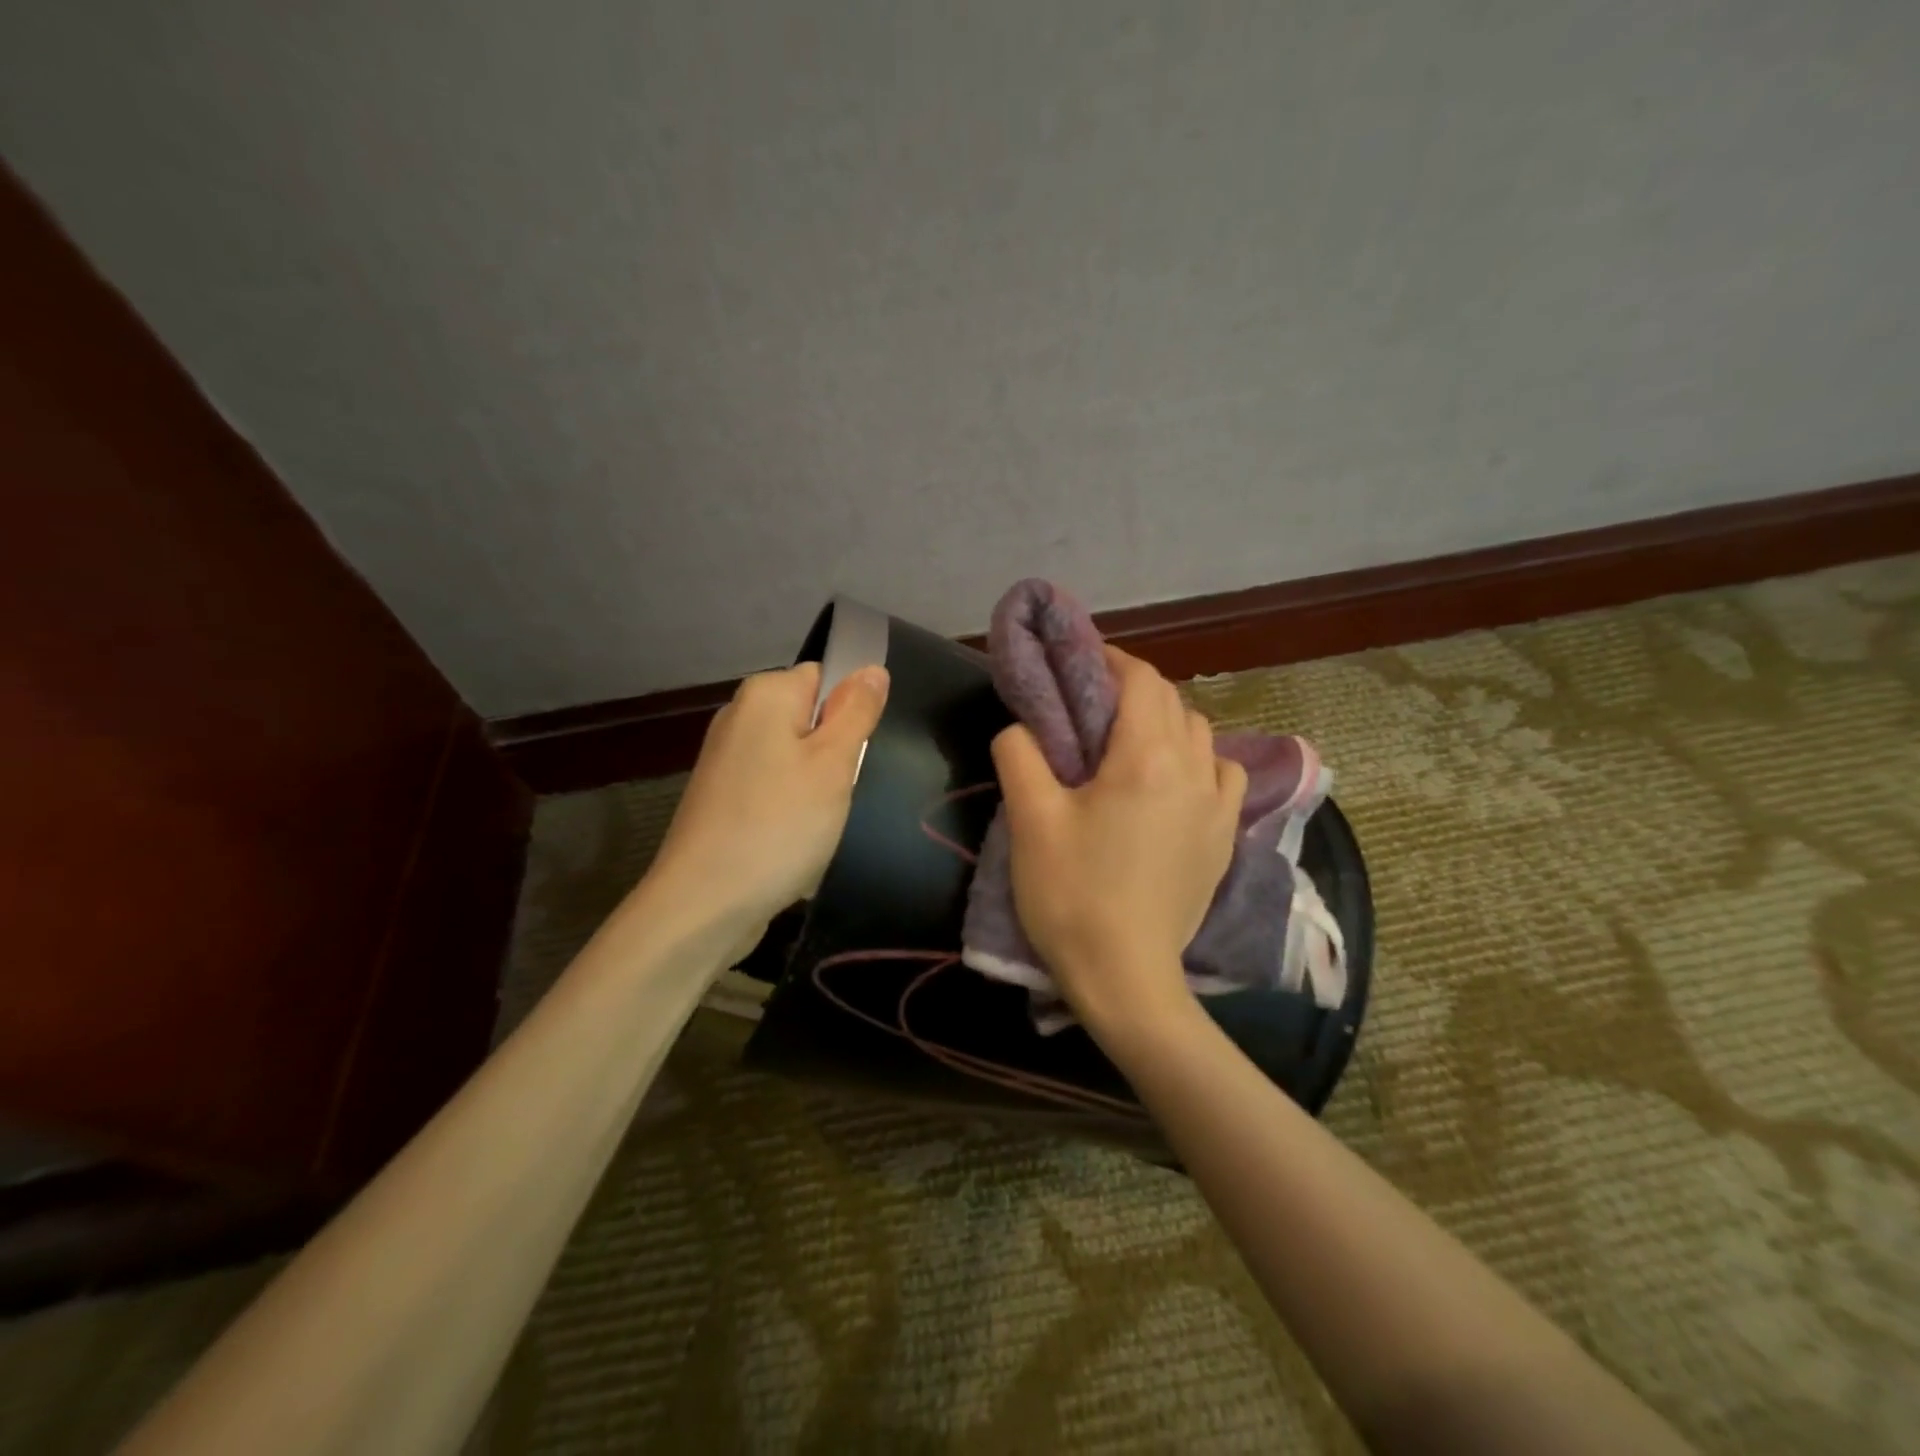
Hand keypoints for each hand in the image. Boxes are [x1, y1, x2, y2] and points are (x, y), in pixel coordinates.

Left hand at [645, 661, 888, 940]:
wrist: (703, 904)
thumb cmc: (779, 825)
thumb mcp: (834, 764)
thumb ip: (856, 711)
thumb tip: (873, 668)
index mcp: (764, 695)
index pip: (826, 676)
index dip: (849, 712)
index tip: (855, 755)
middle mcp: (739, 716)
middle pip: (811, 719)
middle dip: (834, 755)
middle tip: (839, 792)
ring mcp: (726, 759)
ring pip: (796, 760)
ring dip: (816, 789)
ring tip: (817, 824)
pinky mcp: (721, 798)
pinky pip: (774, 790)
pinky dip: (790, 812)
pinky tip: (792, 843)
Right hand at [992, 647, 1245, 1036]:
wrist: (1125, 976)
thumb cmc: (1072, 894)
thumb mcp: (1030, 819)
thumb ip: (1020, 753)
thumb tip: (1022, 727)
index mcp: (1147, 757)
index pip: (1141, 680)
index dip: (1110, 660)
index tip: (1079, 663)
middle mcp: (1194, 770)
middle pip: (1172, 702)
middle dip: (1133, 689)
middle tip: (1091, 705)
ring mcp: (1219, 806)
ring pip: (1201, 734)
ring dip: (1167, 722)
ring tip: (1130, 743)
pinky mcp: (1226, 839)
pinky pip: (1223, 775)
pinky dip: (1199, 761)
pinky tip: (1175, 783)